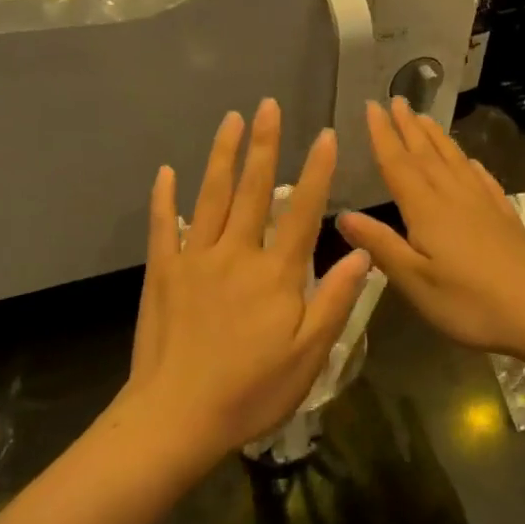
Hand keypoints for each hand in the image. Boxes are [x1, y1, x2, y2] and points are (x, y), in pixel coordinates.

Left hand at [118, 99, 371, 462]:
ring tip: (230, 120)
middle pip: (252, 190)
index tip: (324, 135)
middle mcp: (235, 254)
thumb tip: (362, 253)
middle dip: (264, 145)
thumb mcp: (309, 355)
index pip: (302, 211)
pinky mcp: (162, 273)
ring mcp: (194, 260)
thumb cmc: (251, 391)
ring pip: (210, 197)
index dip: (316, 171)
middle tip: (268, 105)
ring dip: (221, 156)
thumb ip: (335, 300)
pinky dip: (164, 198)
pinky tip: (166, 172)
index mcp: (275, 274)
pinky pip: (163, 227)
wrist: (177, 417)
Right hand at [336, 99, 524, 361]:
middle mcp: (454, 197)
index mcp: (427, 210)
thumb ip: (380, 245)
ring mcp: (484, 205)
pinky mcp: (506, 218)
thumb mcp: (414, 282)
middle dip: (409, 127)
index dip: (383, 135)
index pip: (398, 164)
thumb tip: (342, 215)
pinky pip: (484, 181)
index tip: (371, 106)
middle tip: (397, 100)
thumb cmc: (470, 302)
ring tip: (425, 118)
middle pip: (427, 155)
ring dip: (437, 138)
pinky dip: (472, 166)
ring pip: (455, 161)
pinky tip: (471, 162)